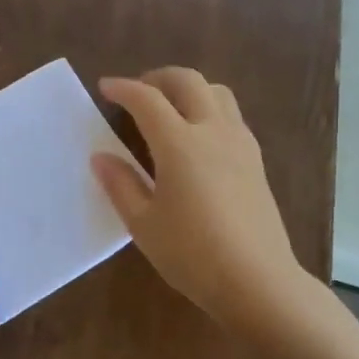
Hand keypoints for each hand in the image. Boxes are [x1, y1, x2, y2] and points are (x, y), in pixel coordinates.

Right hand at [91, 68, 304, 329]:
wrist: (257, 280)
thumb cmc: (192, 254)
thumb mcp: (143, 224)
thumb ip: (120, 184)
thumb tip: (101, 157)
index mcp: (179, 143)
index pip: (147, 99)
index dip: (124, 89)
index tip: (106, 87)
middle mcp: (213, 131)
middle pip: (188, 81)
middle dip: (158, 78)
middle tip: (137, 92)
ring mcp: (240, 143)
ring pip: (217, 93)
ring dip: (189, 89)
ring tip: (169, 109)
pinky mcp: (256, 161)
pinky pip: (231, 116)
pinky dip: (208, 109)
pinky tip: (197, 139)